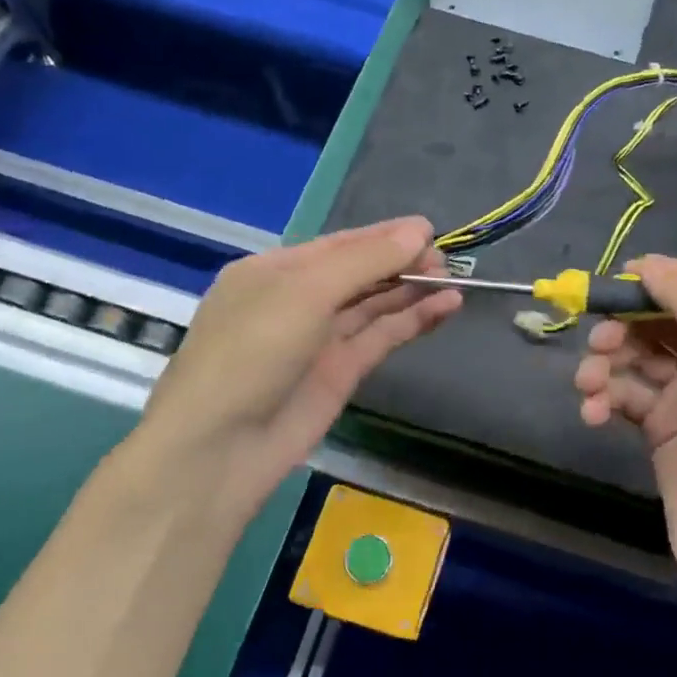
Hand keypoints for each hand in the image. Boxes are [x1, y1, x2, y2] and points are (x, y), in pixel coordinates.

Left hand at [127, 217, 460, 528]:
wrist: (222, 446)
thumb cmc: (253, 350)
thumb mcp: (305, 292)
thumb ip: (365, 260)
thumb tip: (419, 232)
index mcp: (275, 270)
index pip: (340, 244)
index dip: (385, 235)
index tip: (431, 231)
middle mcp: (298, 300)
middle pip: (360, 272)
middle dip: (401, 262)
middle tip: (446, 260)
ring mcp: (320, 339)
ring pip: (374, 305)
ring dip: (412, 291)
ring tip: (454, 279)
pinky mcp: (340, 373)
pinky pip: (382, 337)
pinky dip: (413, 321)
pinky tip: (445, 307)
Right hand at [574, 256, 676, 601]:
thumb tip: (653, 265)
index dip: (666, 278)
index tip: (623, 279)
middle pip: (663, 321)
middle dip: (626, 327)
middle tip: (597, 340)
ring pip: (638, 359)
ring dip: (607, 366)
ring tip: (587, 387)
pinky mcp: (662, 428)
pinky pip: (627, 397)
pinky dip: (607, 401)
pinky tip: (593, 416)